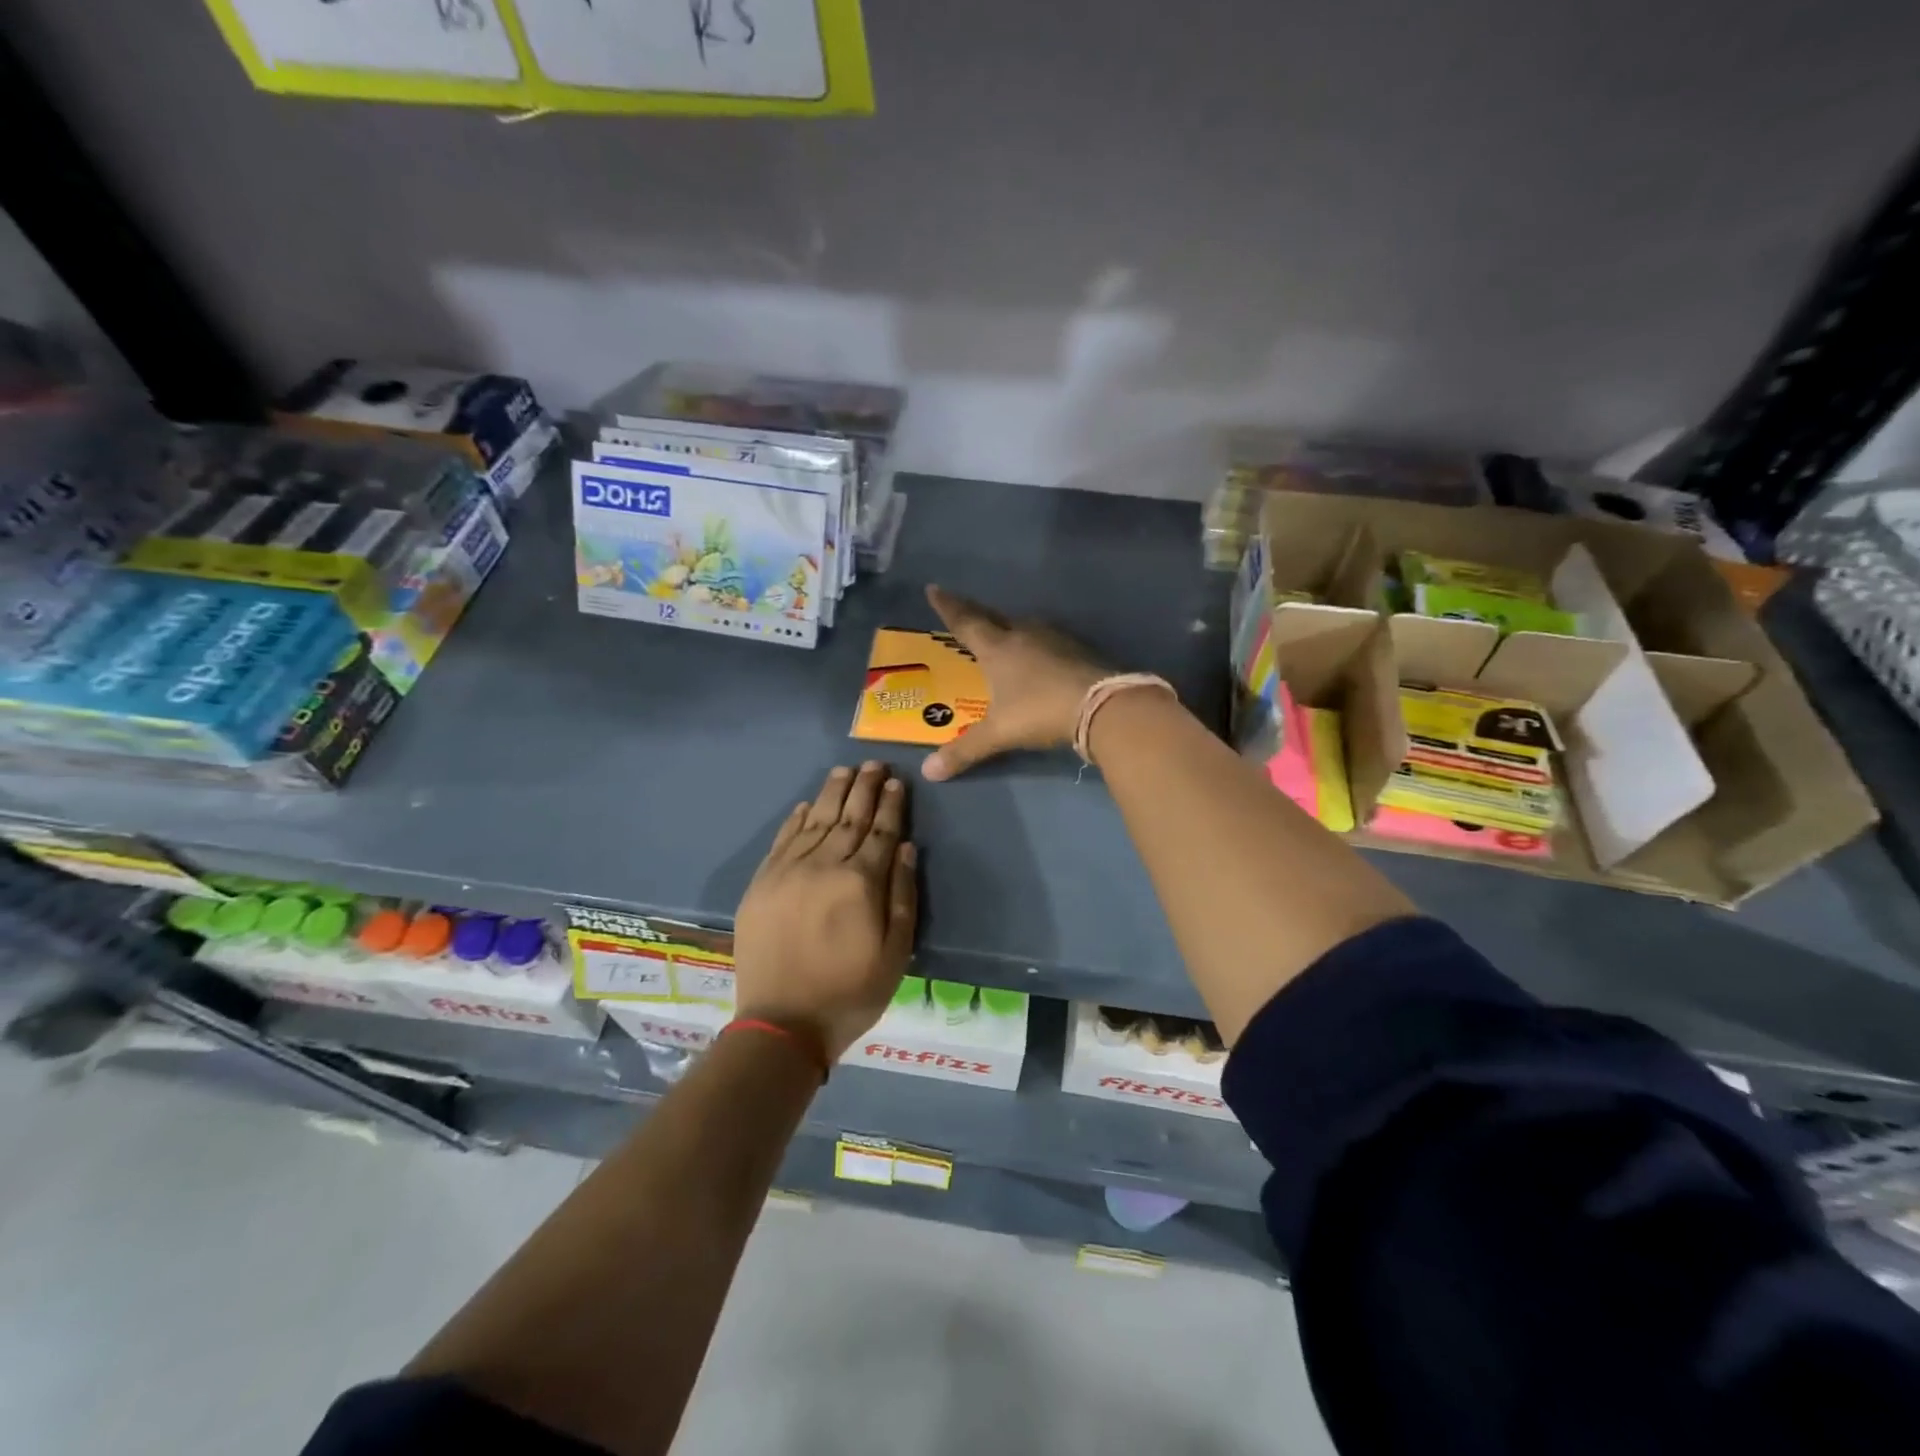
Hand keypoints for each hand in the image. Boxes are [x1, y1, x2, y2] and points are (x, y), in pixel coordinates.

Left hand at [732, 762, 918, 1061]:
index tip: (896, 781)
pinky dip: (796, 818)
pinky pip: (782, 840)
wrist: (782, 1024)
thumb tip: (904, 846)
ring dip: (832, 793)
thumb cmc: (850, 993)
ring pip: (815, 820)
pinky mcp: (762, 884)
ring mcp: (787, 872)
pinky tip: (808, 804)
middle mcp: (823, 866)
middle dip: (864, 787)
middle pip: (848, 816)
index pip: (880, 831)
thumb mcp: (896, 952)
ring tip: (845, 771)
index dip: (890, 805)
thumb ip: (902, 894)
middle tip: (874, 764)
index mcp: (860, 882)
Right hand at [921, 584, 1109, 780]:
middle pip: (994, 618)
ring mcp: (1055, 639)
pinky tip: (1040, 655)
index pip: (965, 622)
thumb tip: (929, 772)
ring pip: (1025, 627)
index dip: (948, 607)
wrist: (1102, 705)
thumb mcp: (999, 733)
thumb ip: (964, 750)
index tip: (934, 588)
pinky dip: (1036, 645)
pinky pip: (1048, 641)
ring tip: (1002, 634)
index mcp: (998, 648)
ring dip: (1010, 628)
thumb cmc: (1040, 711)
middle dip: (976, 614)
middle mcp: (1024, 634)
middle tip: (964, 610)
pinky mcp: (1078, 650)